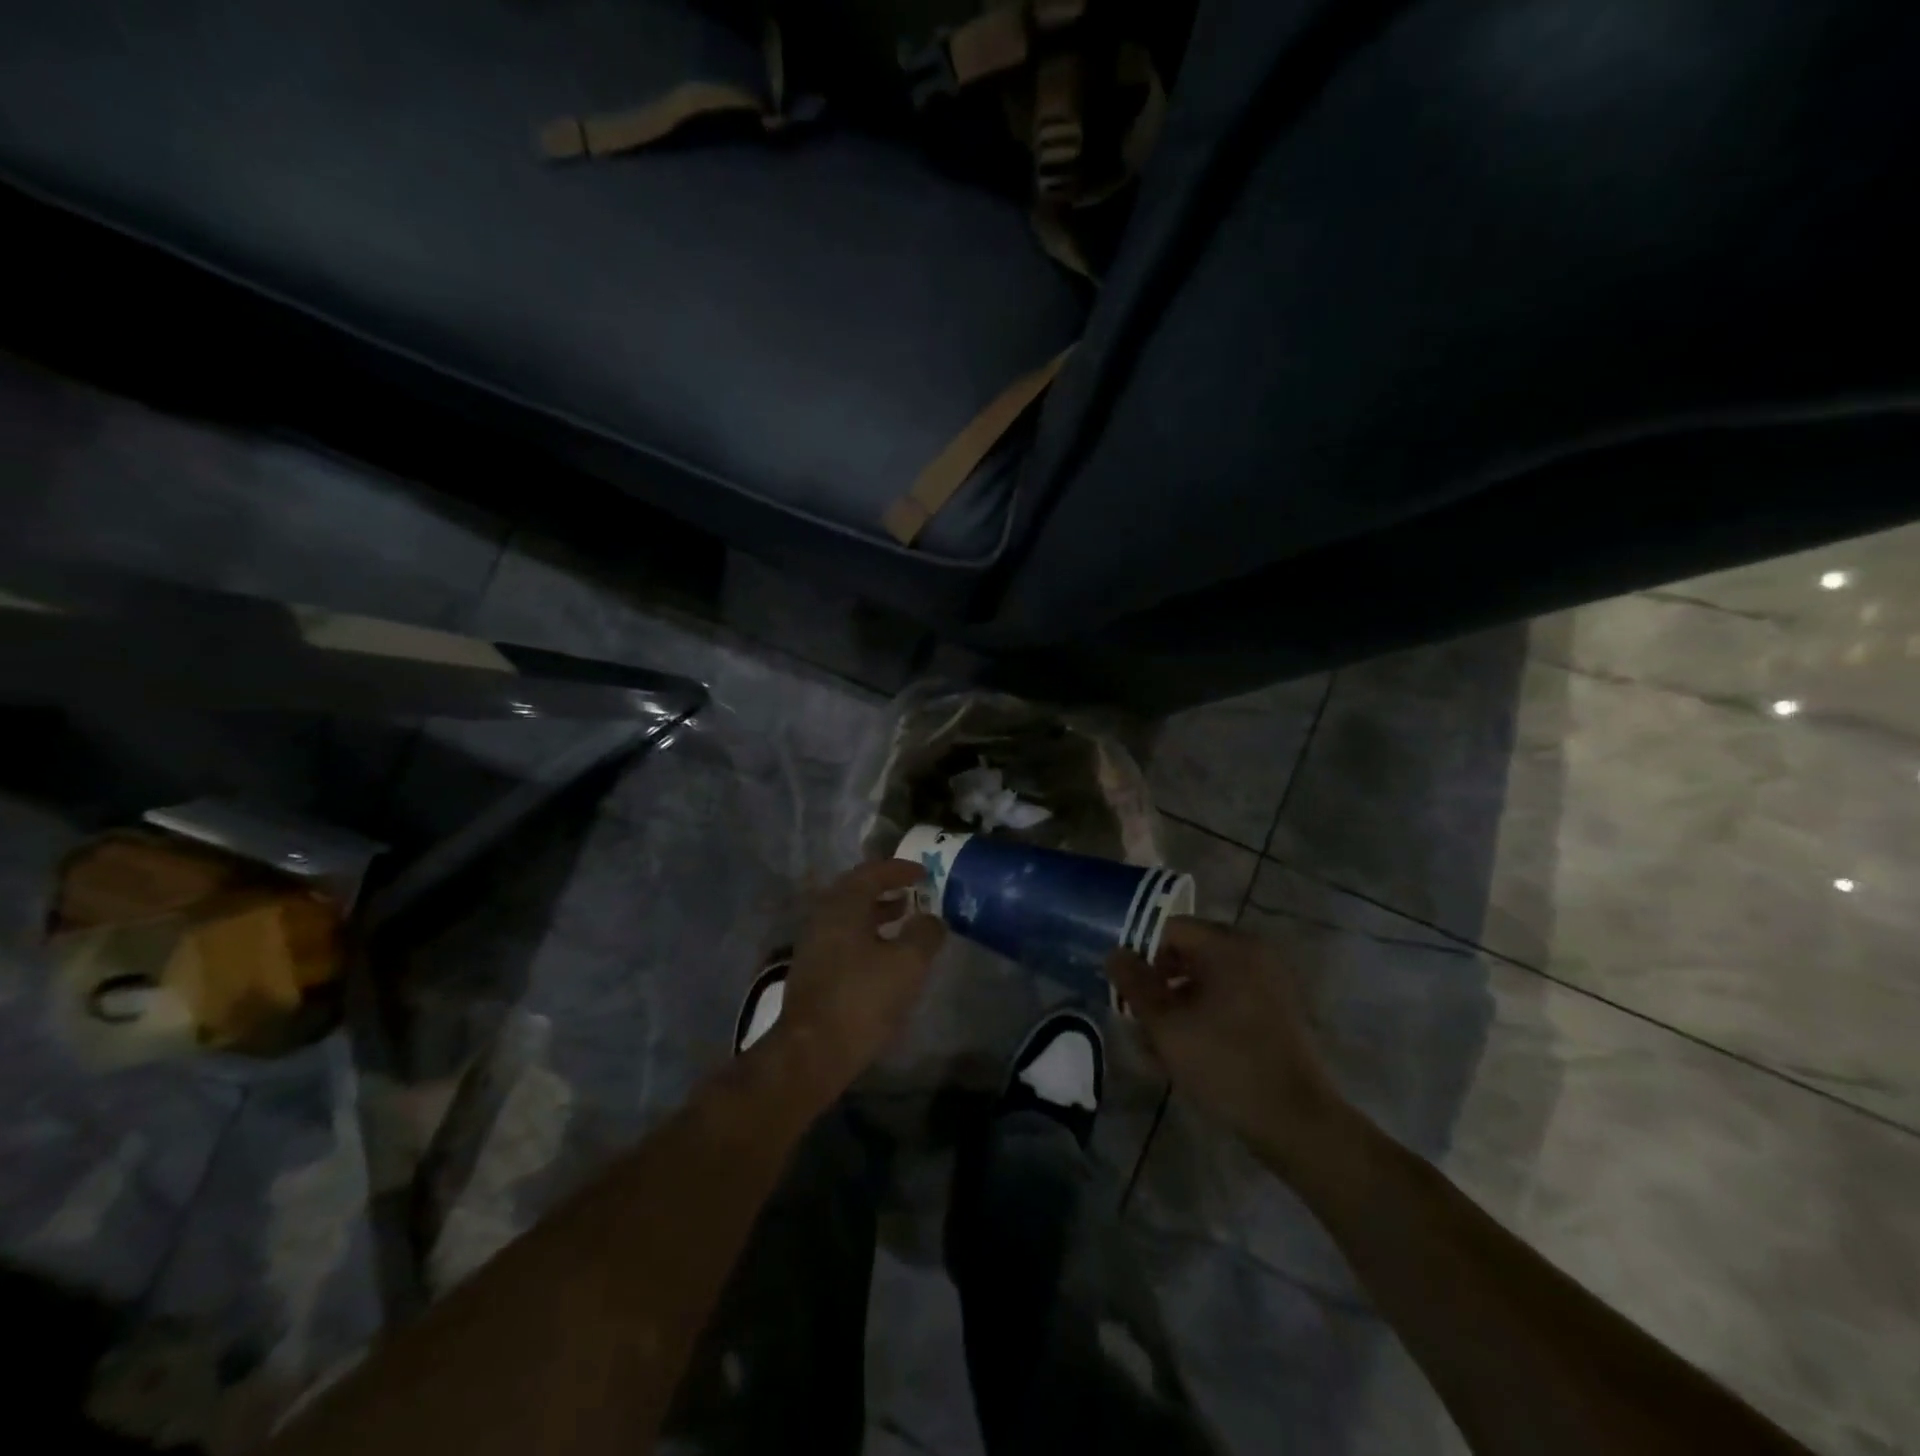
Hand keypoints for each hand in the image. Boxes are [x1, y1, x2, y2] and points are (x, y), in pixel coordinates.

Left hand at [770, 859, 946, 1098]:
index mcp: (843, 905)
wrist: (812, 1051)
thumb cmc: (862, 998)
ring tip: (904, 919)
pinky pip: (843, 937)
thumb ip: (925, 933)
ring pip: (849, 916)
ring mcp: (814, 944)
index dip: (899, 869)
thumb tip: (932, 919)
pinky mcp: (813, 970)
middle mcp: (823, 917)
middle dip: (886, 888)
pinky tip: (884, 954)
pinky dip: (866, 934)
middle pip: (856, 891)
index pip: (872, 872)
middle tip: (913, 891)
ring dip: (877, 912)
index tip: (923, 872)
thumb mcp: (908, 963)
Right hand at [1108, 917, 1346, 1166]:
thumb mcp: (1166, 1025)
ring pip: (1207, 979)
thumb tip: (1114, 954)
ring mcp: (1269, 981)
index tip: (1126, 988)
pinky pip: (1229, 997)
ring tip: (1156, 1041)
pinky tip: (1186, 1049)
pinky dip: (1204, 1013)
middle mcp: (1252, 952)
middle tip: (1138, 1015)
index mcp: (1228, 946)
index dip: (1140, 953)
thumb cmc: (1225, 1063)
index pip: (1170, 928)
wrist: (1296, 1121)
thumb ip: (1135, 984)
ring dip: (1178, 1001)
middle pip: (1189, 952)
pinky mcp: (1276, 1009)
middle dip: (1158, 981)